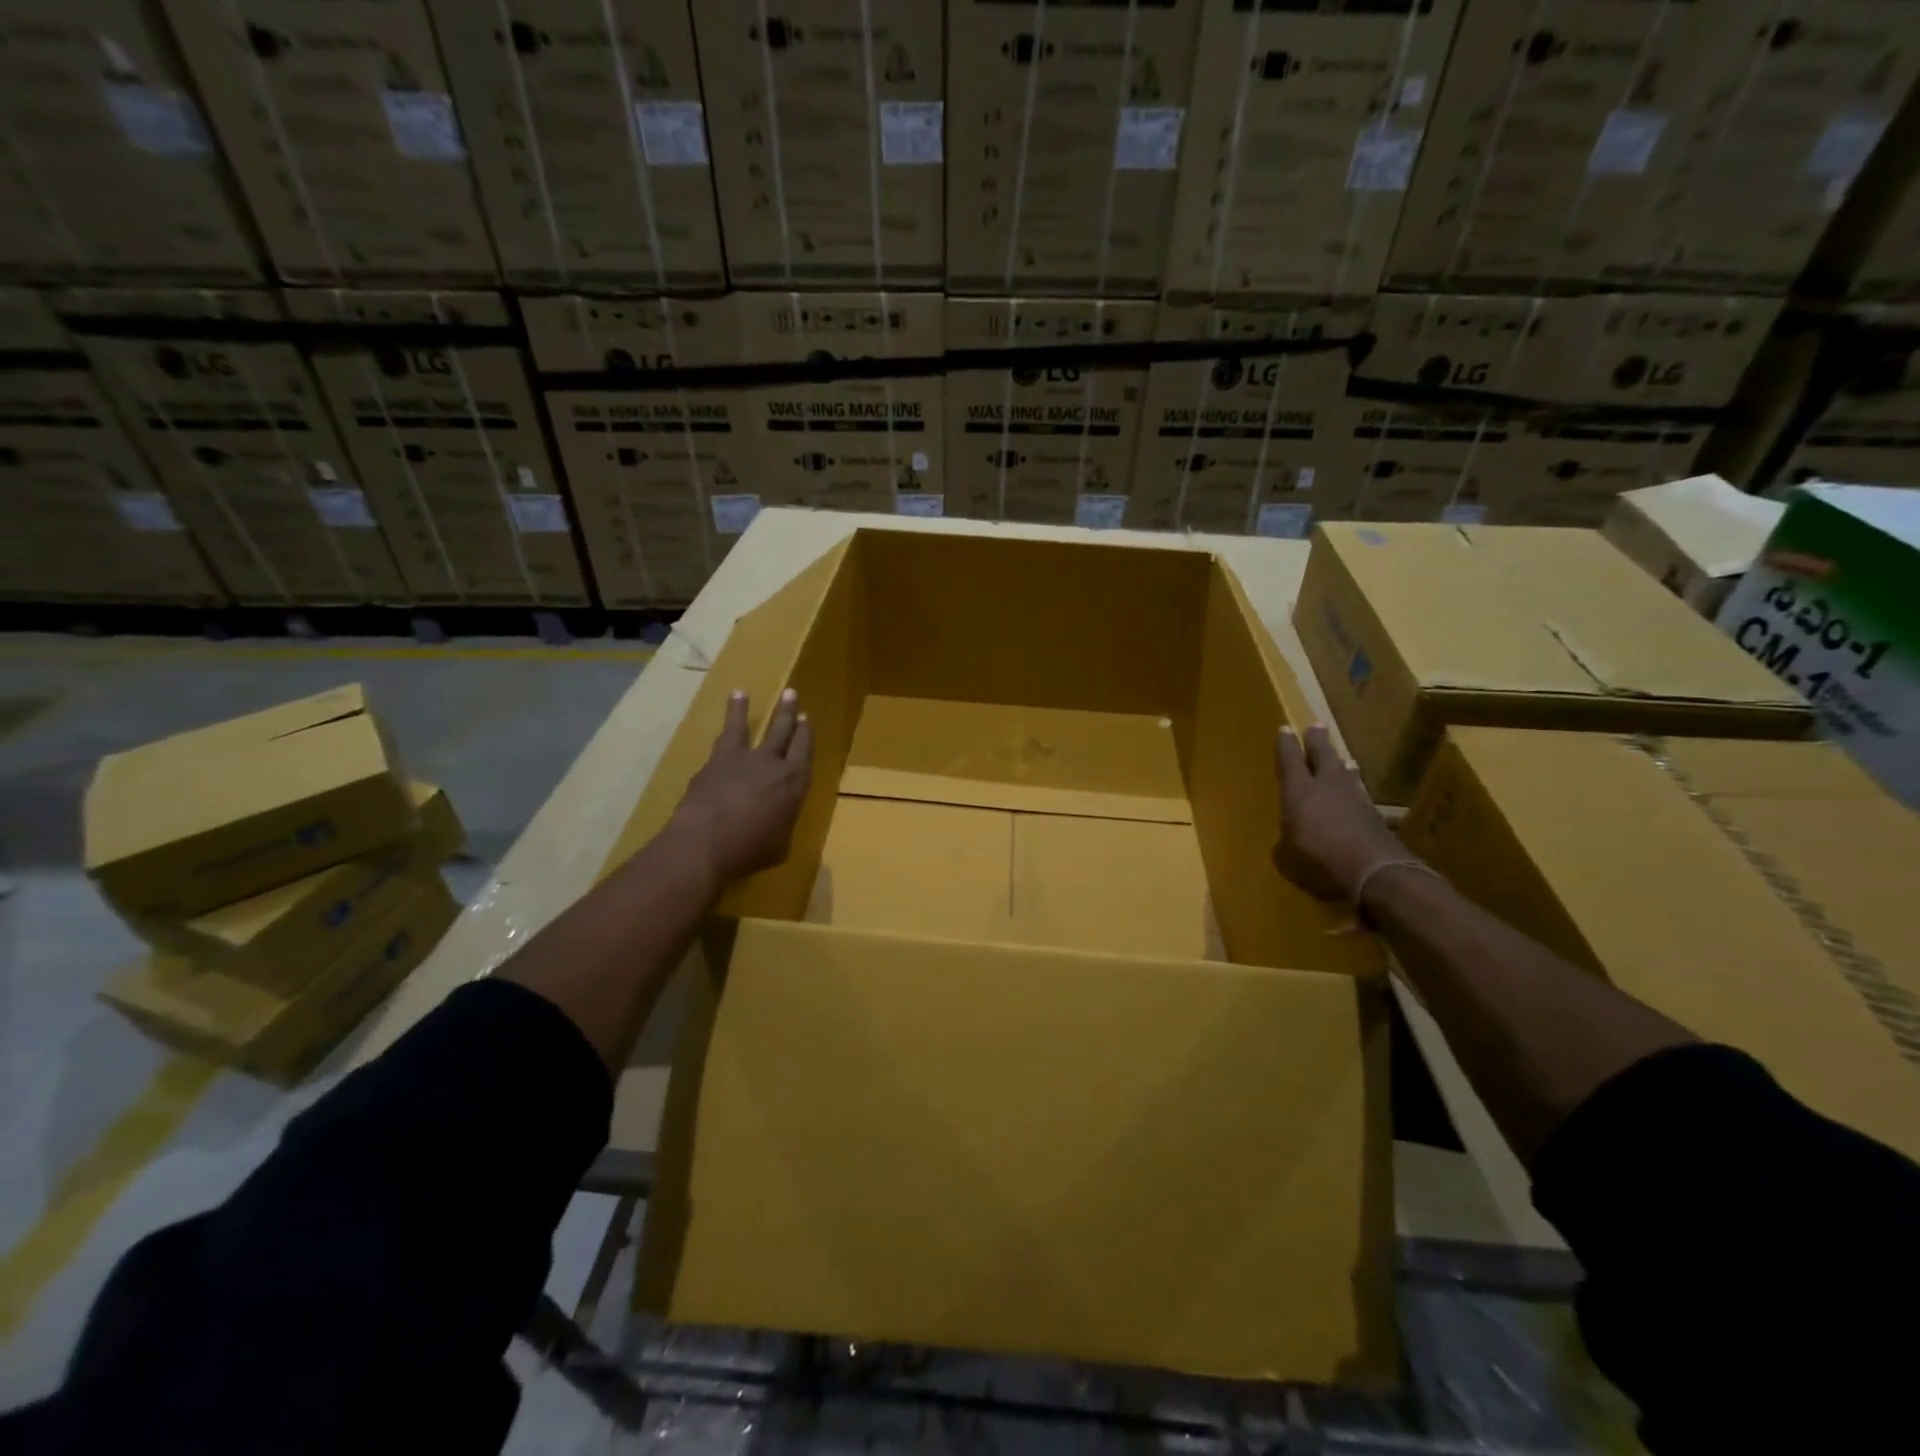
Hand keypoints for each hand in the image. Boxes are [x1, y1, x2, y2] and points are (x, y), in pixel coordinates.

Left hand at [669, 688, 813, 888]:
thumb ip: (782, 824)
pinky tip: (721, 726)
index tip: (806, 719)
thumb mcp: (780, 844)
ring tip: (742, 693)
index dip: (806, 734)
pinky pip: (721, 739)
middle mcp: (771, 763)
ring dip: (744, 709)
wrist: (706, 843)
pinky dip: (722, 728)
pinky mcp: (714, 763)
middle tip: (791, 695)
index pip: (805, 750)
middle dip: (788, 713)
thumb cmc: (751, 851)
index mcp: (795, 782)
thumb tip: (777, 822)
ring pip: (746, 726)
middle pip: (783, 731)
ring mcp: (740, 759)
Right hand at [1273, 724, 1403, 901]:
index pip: (1290, 760)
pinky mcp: (1376, 816)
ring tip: (1343, 758)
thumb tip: (1289, 840)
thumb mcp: (1287, 858)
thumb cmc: (1319, 862)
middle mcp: (1327, 787)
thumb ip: (1286, 843)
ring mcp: (1355, 799)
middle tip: (1316, 726)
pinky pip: (1360, 794)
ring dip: (1341, 764)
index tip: (1285, 729)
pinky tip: (1356, 792)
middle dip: (1317, 741)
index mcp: (1299, 792)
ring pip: (1345, 773)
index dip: (1286, 745)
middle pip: (1322, 756)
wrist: (1375, 873)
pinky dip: (1355, 790)